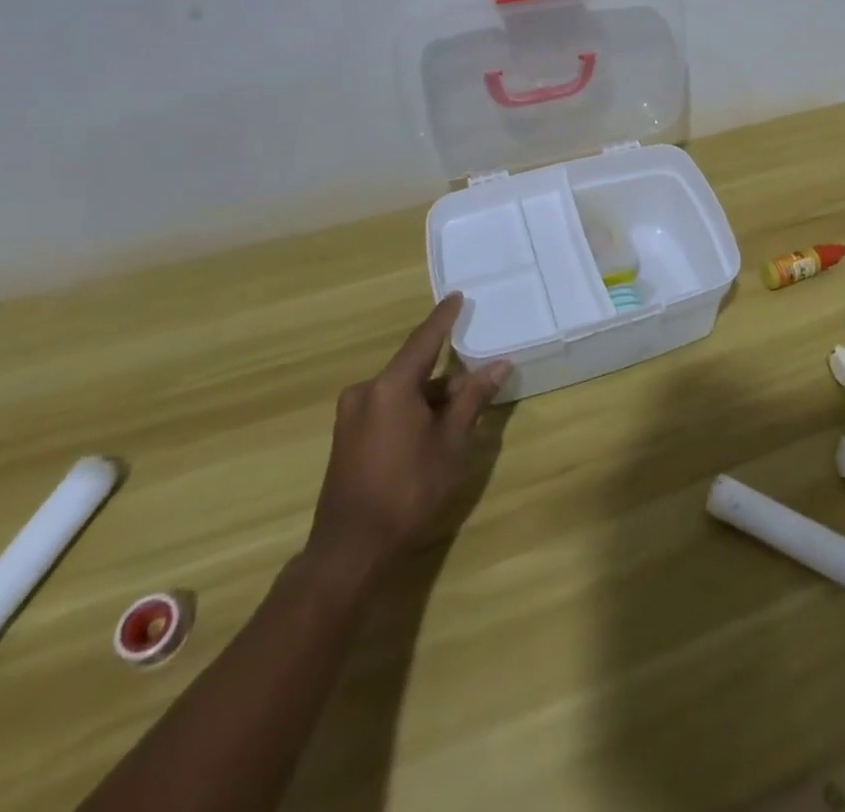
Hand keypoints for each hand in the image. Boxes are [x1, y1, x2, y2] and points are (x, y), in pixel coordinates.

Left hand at [304, 294, 509, 577]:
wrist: (351, 549)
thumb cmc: (409, 490)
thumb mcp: (451, 443)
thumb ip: (472, 399)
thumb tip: (498, 365)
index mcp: (390, 386)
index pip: (423, 340)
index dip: (443, 318)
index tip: (456, 296)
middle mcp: (366, 391)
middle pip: (413, 369)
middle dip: (445, 375)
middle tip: (475, 384)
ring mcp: (351, 414)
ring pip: (401, 391)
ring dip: (429, 397)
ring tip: (459, 415)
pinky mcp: (346, 436)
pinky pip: (386, 408)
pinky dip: (411, 410)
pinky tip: (431, 431)